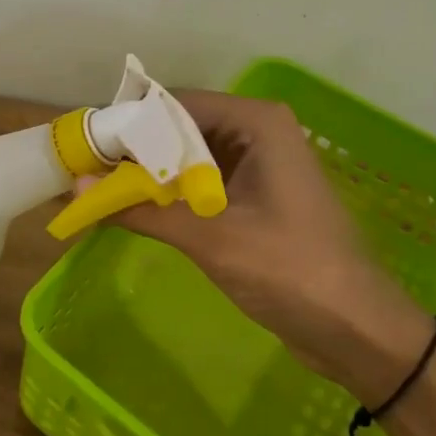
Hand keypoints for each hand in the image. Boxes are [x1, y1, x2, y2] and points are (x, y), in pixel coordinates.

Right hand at [102, 90, 431, 400]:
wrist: (357, 331)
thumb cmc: (290, 270)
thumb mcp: (210, 236)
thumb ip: (142, 207)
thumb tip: (77, 187)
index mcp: (256, 122)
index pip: (175, 104)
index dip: (128, 122)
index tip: (85, 146)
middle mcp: (256, 132)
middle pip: (178, 128)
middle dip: (133, 151)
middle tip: (84, 171)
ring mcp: (257, 165)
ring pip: (186, 157)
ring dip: (147, 175)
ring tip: (98, 190)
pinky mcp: (253, 197)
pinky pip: (199, 183)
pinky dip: (167, 195)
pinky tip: (132, 210)